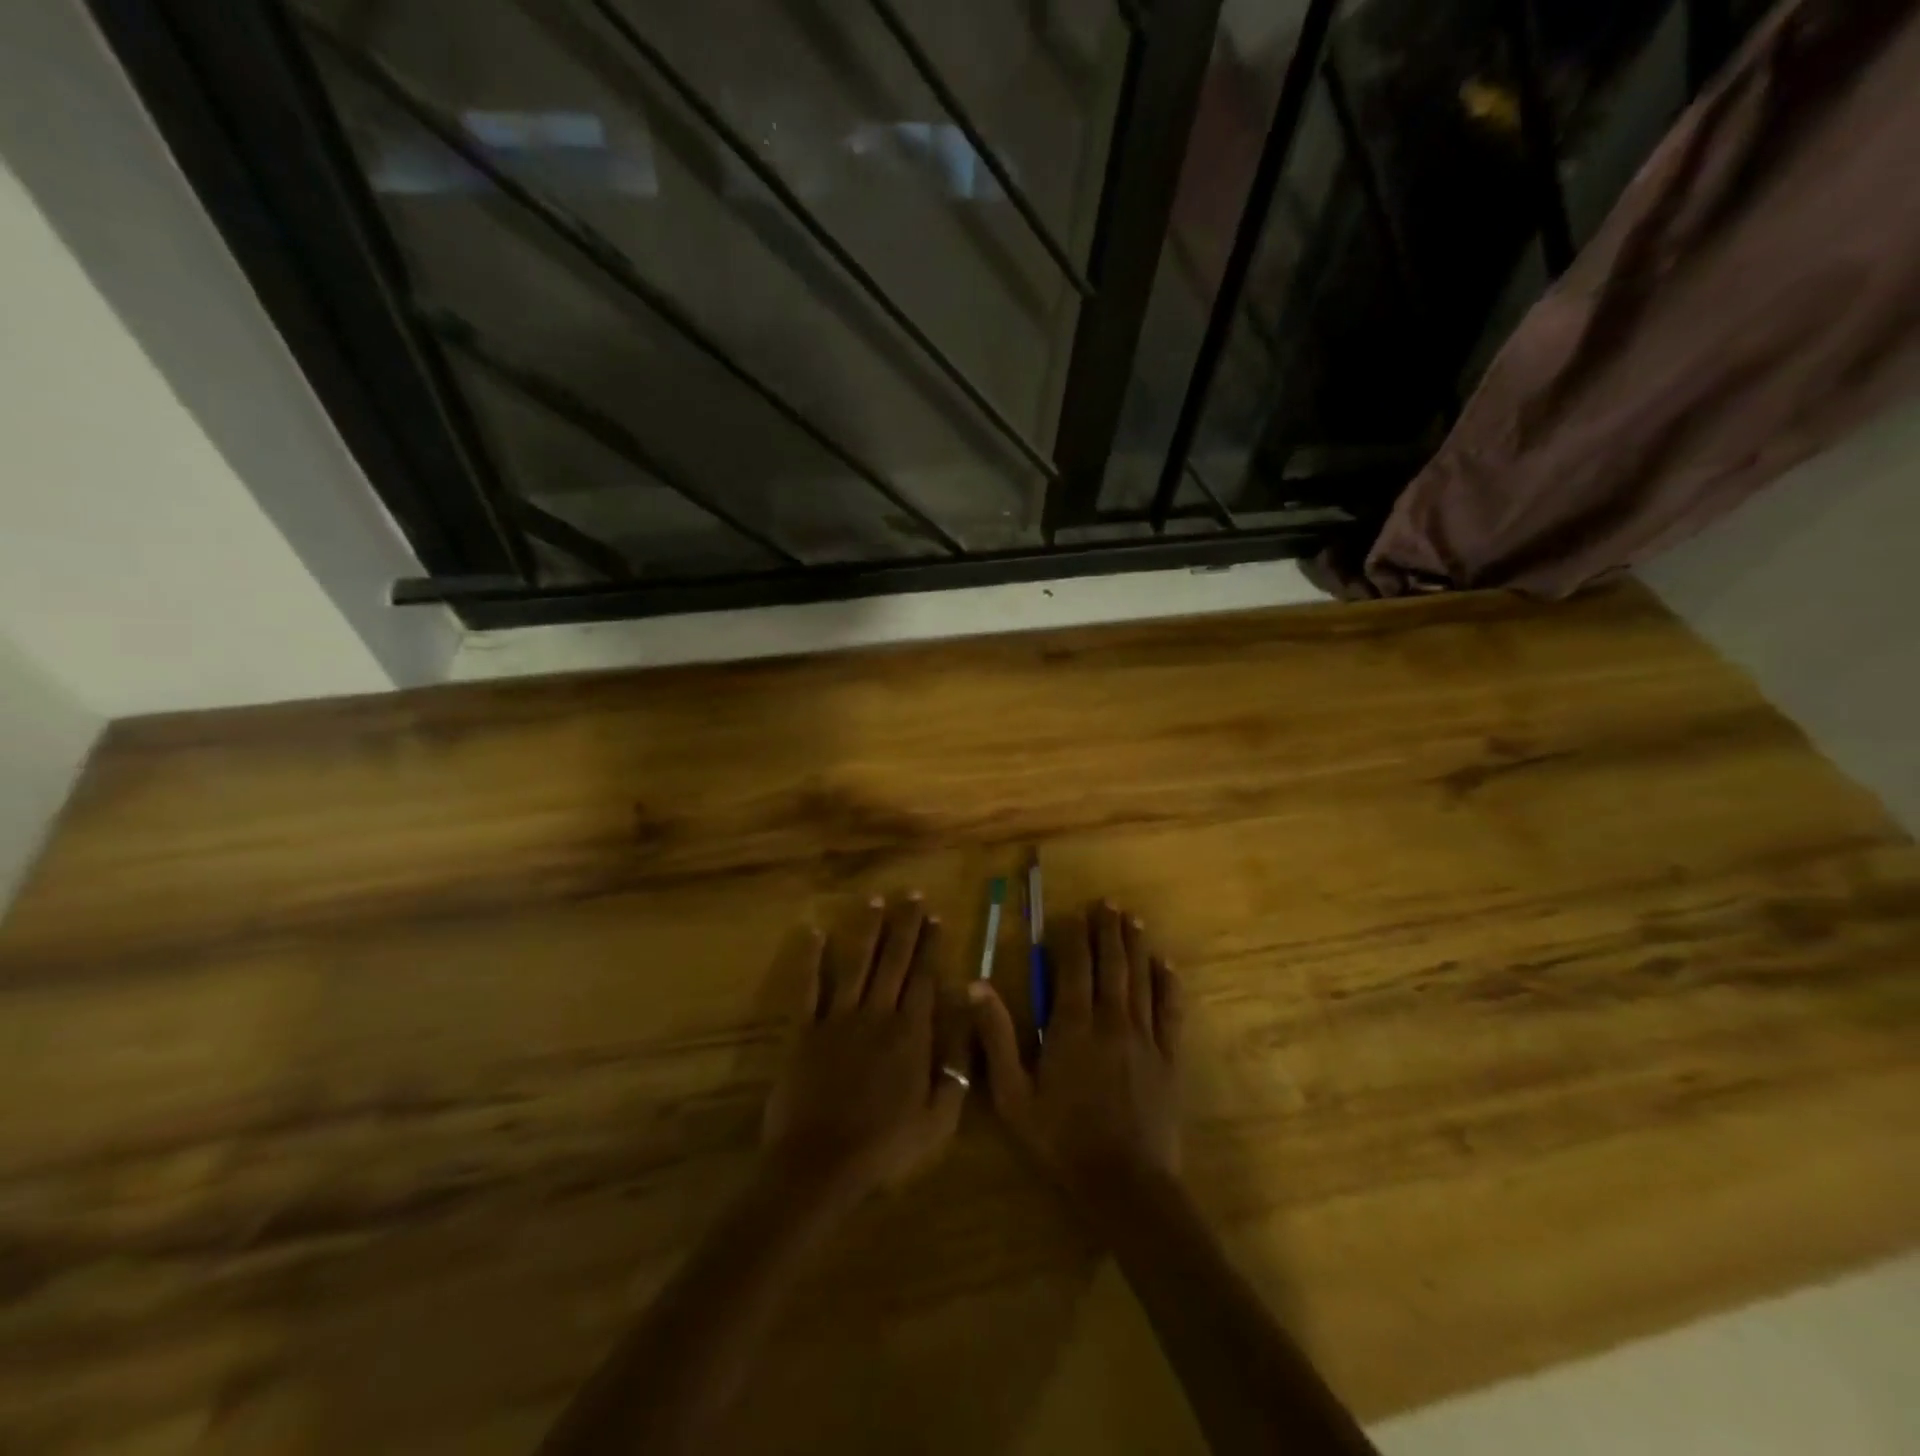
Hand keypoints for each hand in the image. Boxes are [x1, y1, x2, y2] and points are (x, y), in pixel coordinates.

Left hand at [762, 895, 970, 1200]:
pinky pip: (808, 988)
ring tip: (875, 900)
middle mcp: (877, 1015)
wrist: (820, 1166)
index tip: (935, 917)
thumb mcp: (938, 1121)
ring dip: (868, 930)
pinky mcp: (804, 1031)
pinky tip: (815, 933)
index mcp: (910, 1034)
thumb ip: (956, 1071)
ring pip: (857, 964)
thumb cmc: (884, 1148)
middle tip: (912, 894)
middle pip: (894, 961)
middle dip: (905, 925)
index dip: (930, 945)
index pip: (923, 978)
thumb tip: (966, 1026)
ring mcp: (838, 1019)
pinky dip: (811, 959)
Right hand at [970, 900, 1183, 1196]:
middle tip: (1107, 904)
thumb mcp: (1013, 1095)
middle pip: (1110, 964)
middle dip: (1107, 931)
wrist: (1125, 1184)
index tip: (1071, 915)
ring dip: (1135, 946)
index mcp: (1072, 1026)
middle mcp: (1111, 1020)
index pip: (1073, 968)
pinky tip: (1167, 965)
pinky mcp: (1169, 1057)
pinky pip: (1171, 1011)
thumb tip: (977, 986)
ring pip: (1140, 979)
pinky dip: (1168, 984)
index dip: (1073, 938)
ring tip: (1132, 919)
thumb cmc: (1062, 1140)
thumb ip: (997, 1037)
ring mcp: (1145, 1037)